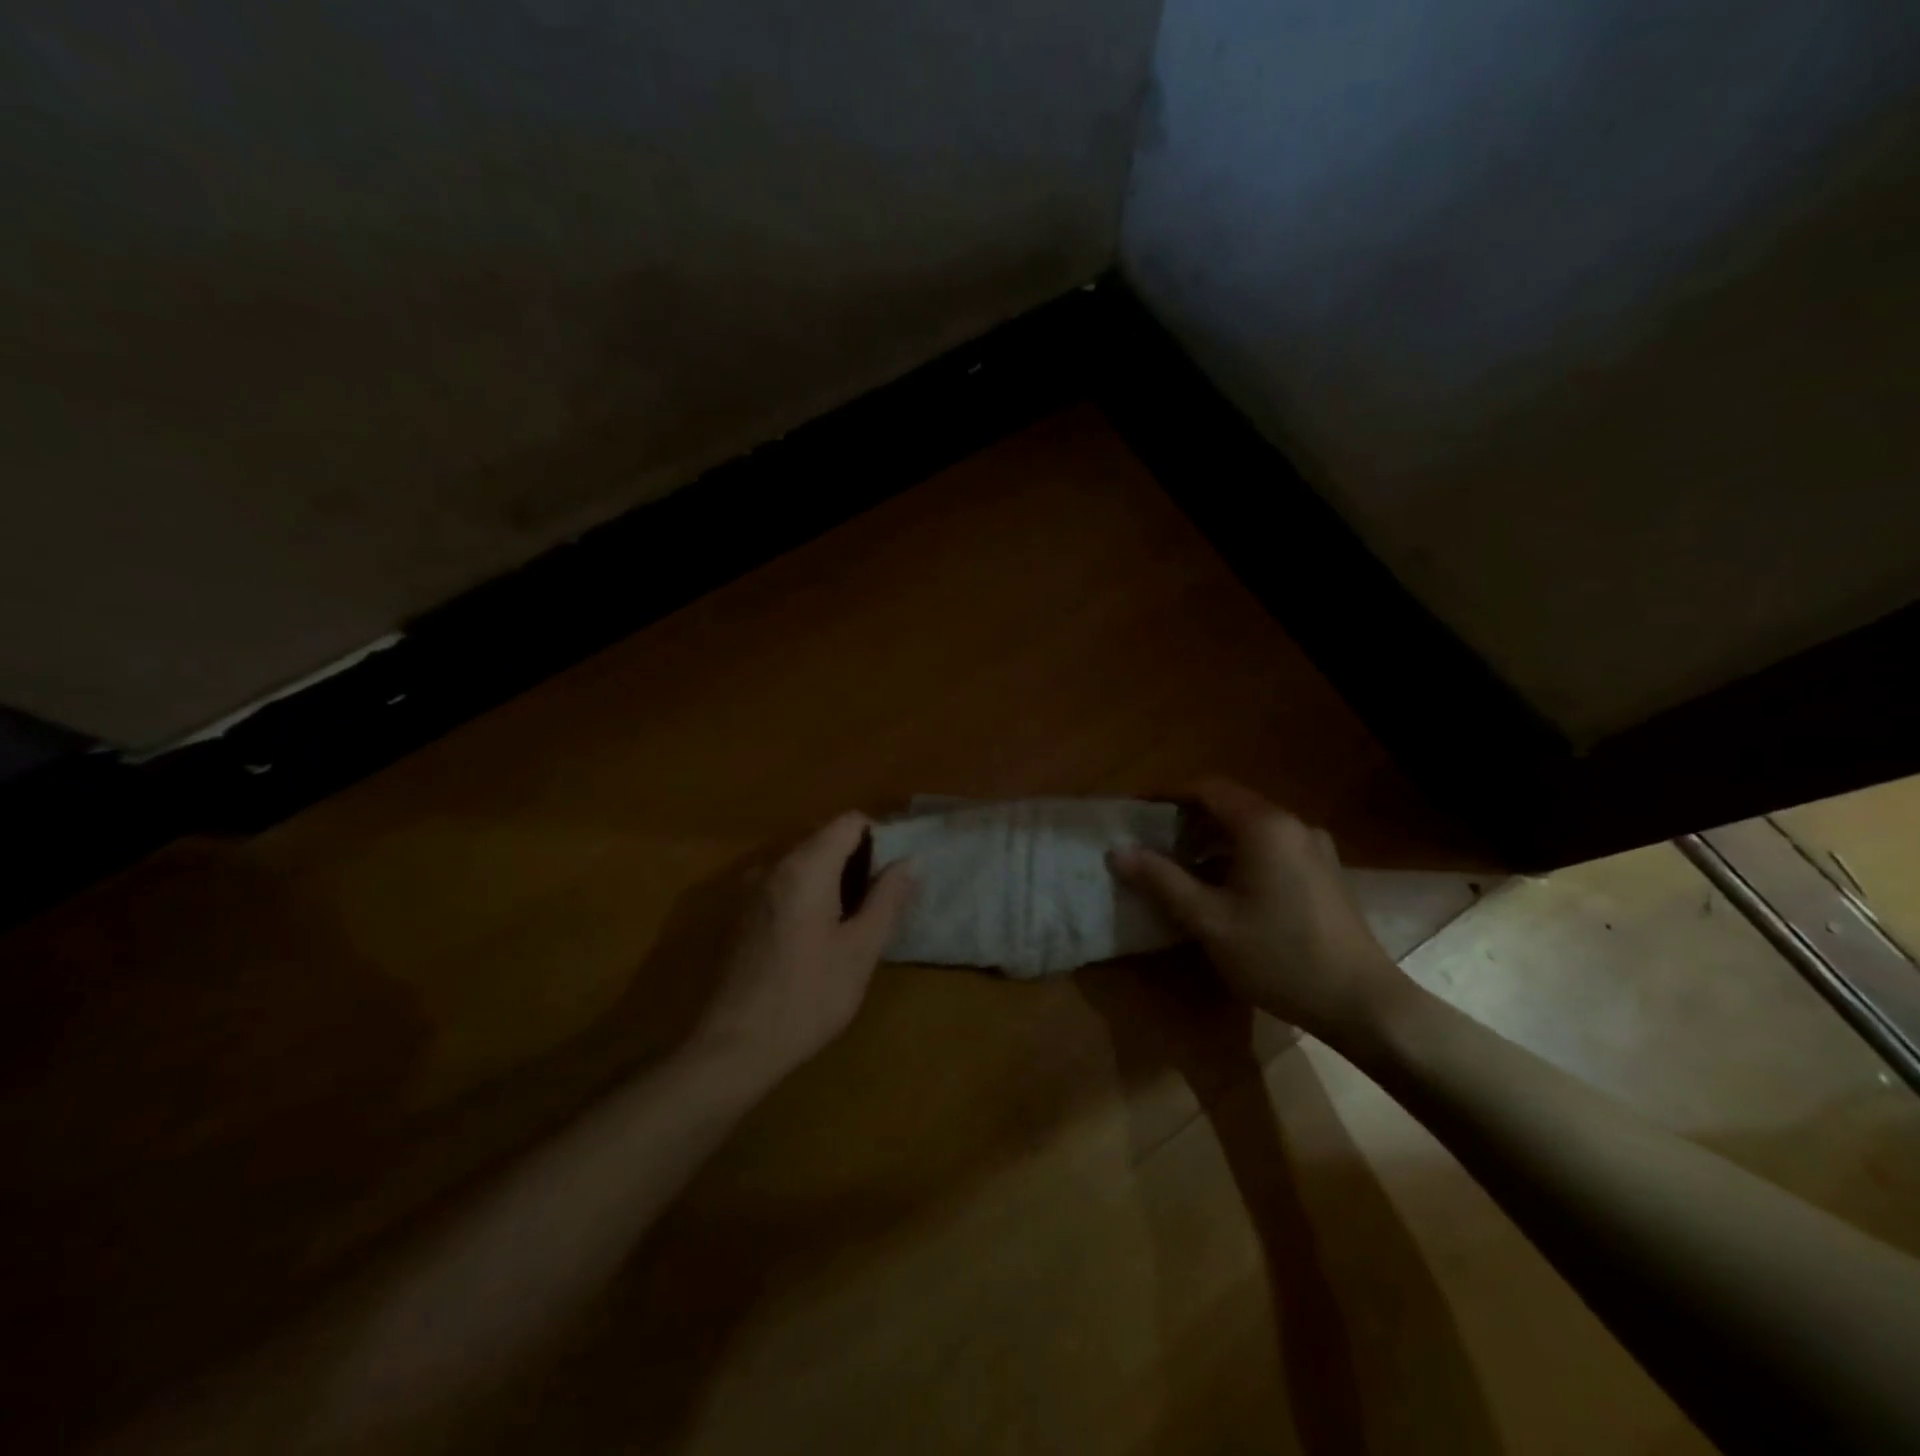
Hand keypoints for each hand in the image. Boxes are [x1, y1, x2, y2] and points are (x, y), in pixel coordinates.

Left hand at [690, 812, 915, 1084]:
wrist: (734, 1047)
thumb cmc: (808, 997)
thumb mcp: (860, 950)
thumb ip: (887, 898)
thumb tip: (910, 860)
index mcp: (805, 867)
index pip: (849, 822)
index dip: (880, 836)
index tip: (895, 871)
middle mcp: (773, 866)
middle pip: (824, 838)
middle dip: (857, 858)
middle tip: (881, 899)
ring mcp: (751, 889)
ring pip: (803, 862)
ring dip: (833, 877)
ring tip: (854, 919)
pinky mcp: (740, 913)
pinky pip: (783, 884)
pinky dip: (808, 893)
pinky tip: (817, 935)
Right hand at [1110, 778, 1408, 1043]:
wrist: (1361, 1003)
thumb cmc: (1279, 956)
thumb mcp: (1210, 921)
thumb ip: (1162, 881)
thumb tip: (1117, 852)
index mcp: (1265, 826)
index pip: (1207, 789)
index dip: (1167, 796)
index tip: (1135, 812)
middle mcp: (1292, 825)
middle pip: (1230, 805)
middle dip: (1187, 820)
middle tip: (1151, 844)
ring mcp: (1313, 848)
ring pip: (1250, 828)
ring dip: (1212, 840)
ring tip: (1179, 867)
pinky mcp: (1324, 872)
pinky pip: (1270, 847)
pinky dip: (1238, 855)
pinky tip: (1222, 887)